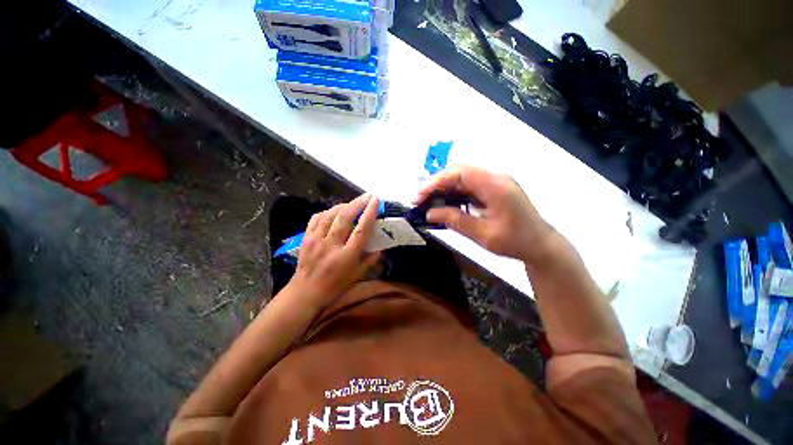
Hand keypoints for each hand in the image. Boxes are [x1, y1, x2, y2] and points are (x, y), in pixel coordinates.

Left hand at [285, 193, 380, 309]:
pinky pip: (317, 217)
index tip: (375, 200)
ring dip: (344, 205)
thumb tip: (381, 245)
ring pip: (330, 215)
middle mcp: (331, 245)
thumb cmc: (335, 286)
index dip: (369, 213)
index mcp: (346, 257)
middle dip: (357, 203)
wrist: (305, 292)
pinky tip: (335, 211)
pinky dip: (328, 211)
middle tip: (367, 196)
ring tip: (354, 203)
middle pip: (345, 218)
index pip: (361, 230)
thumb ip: (371, 259)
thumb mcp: (357, 275)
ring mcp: (316, 240)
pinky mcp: (306, 237)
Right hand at [414, 165, 555, 263]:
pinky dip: (454, 193)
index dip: (435, 182)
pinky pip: (469, 186)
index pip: (459, 173)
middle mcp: (495, 177)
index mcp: (495, 185)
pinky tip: (445, 203)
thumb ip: (455, 220)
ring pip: (462, 178)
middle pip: (459, 172)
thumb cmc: (515, 242)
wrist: (541, 245)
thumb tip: (430, 213)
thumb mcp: (483, 234)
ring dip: (443, 189)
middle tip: (420, 201)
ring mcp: (495, 182)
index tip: (419, 196)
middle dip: (436, 185)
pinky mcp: (493, 189)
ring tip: (428, 203)